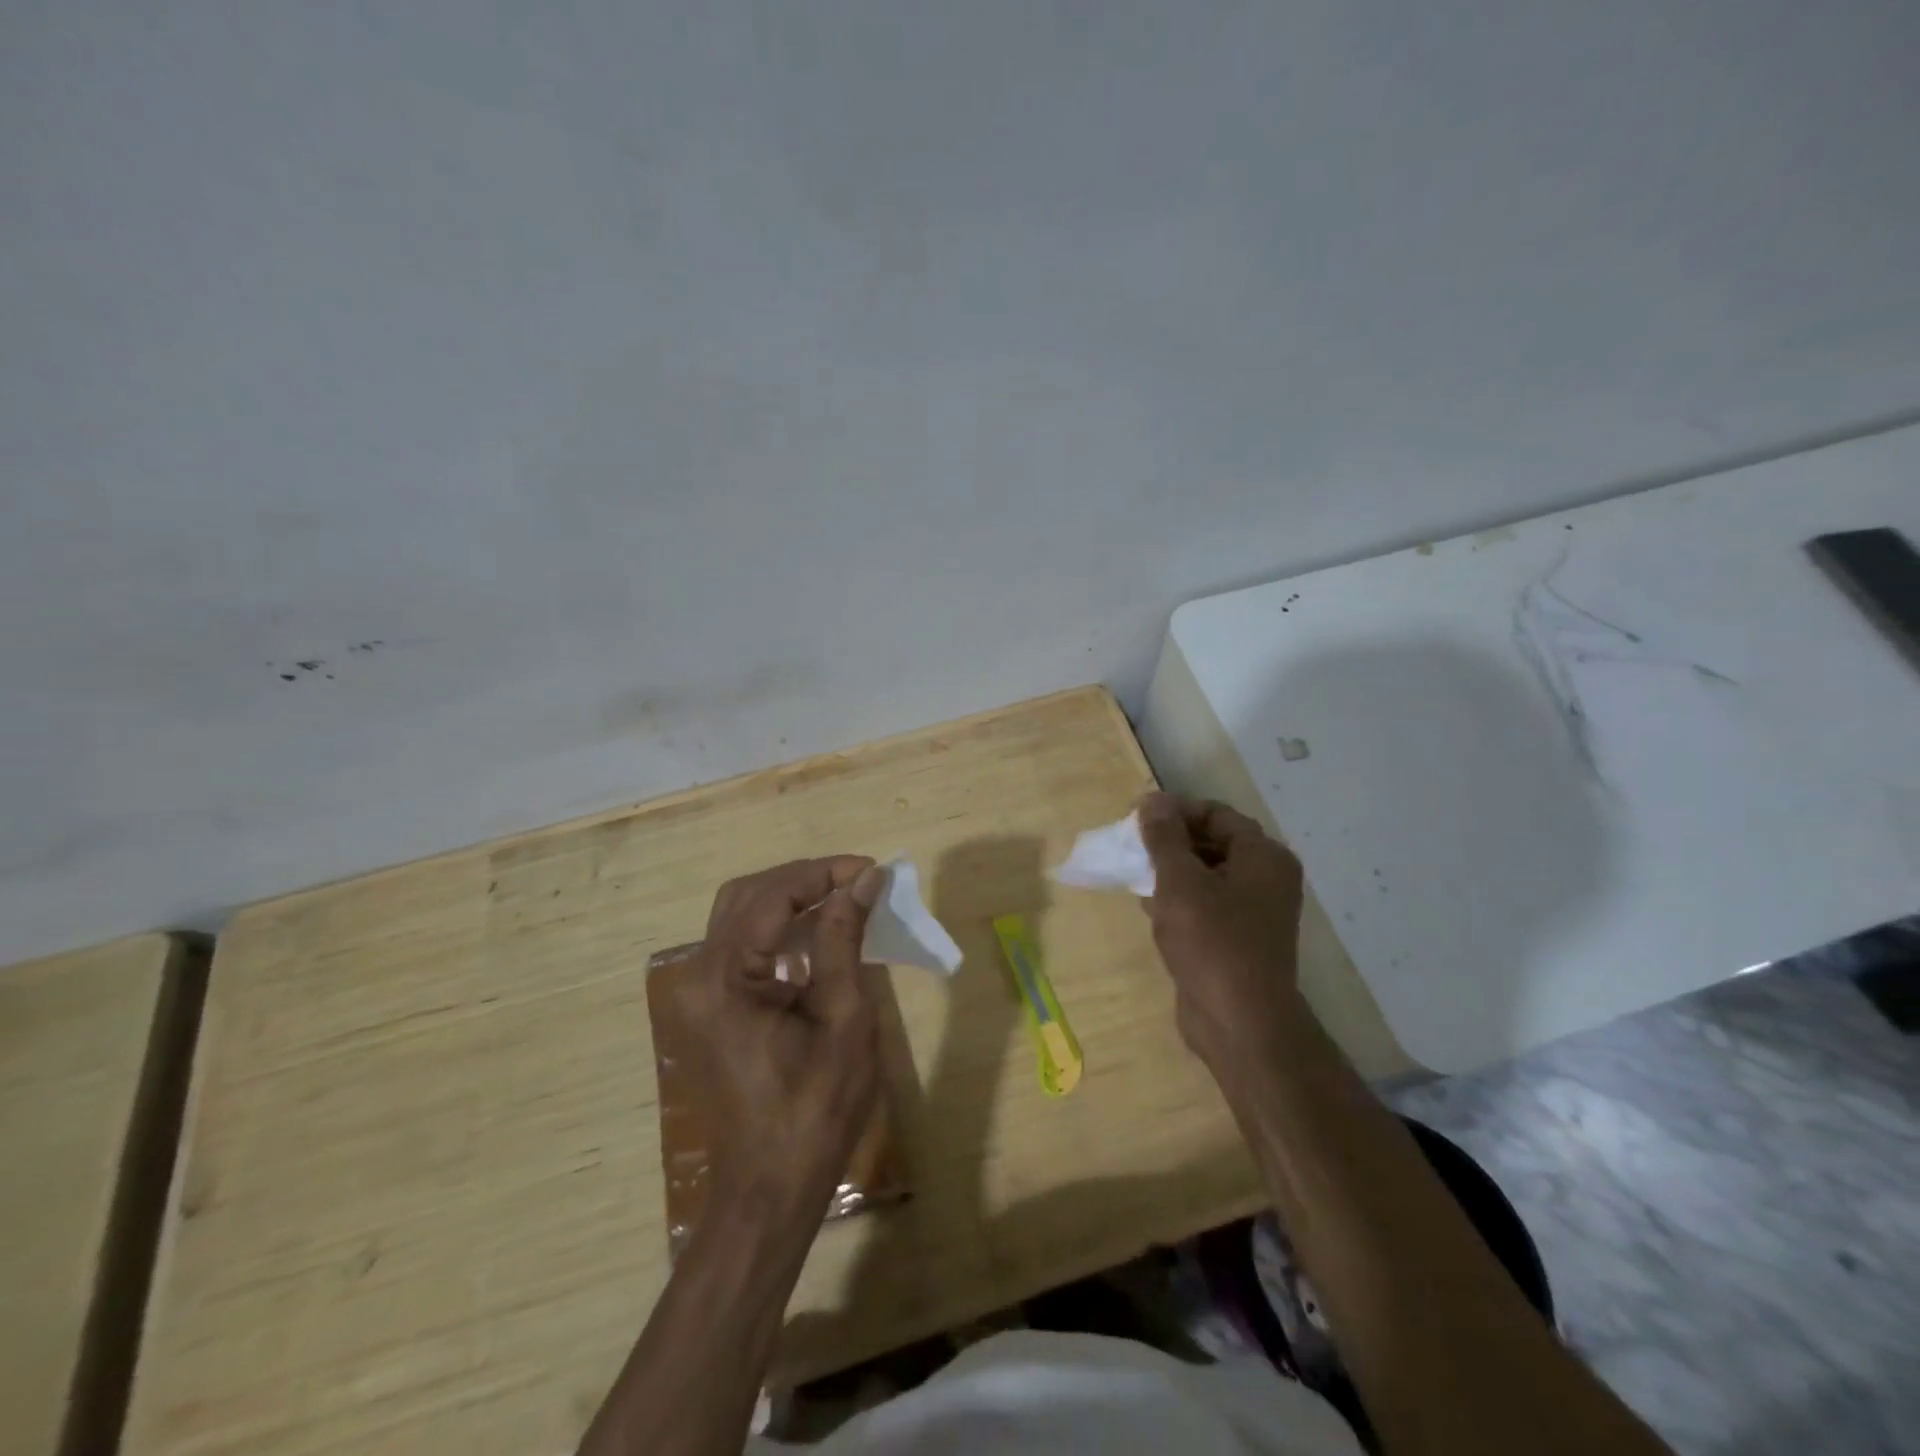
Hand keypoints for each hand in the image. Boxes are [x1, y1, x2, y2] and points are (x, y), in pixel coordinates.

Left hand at [679, 857, 887, 1225]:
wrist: (770, 1188)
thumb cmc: (815, 1110)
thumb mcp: (843, 1018)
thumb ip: (843, 939)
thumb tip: (863, 880)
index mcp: (723, 980)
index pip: (772, 896)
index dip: (823, 873)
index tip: (871, 869)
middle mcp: (696, 976)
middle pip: (748, 896)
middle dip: (805, 878)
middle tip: (857, 880)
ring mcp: (695, 992)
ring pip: (740, 914)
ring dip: (791, 898)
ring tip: (843, 896)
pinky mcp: (706, 1005)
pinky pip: (739, 945)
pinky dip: (778, 928)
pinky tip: (816, 932)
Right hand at [1136, 792, 1306, 1072]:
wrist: (1239, 1024)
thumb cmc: (1212, 942)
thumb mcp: (1180, 881)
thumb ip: (1163, 837)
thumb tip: (1152, 799)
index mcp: (1263, 857)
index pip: (1216, 814)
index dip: (1175, 811)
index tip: (1136, 819)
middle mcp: (1265, 879)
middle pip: (1211, 843)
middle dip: (1169, 842)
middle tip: (1131, 848)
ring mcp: (1253, 912)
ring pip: (1205, 875)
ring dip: (1170, 872)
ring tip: (1134, 876)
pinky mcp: (1237, 940)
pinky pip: (1205, 905)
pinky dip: (1178, 900)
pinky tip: (1149, 907)